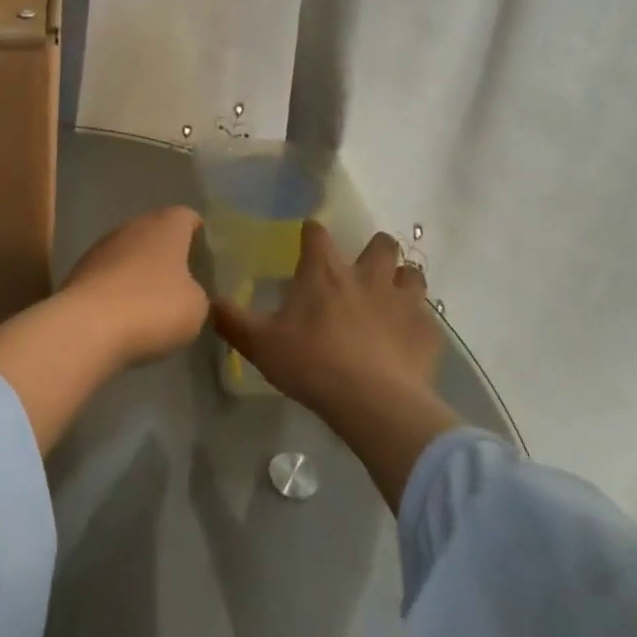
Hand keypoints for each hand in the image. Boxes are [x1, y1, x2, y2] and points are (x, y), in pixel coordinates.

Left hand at [60, 205, 207, 365]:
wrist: (87, 326)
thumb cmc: (153, 307)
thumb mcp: (196, 308)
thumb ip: (198, 294)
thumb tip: (188, 293)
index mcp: (167, 224)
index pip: (188, 217)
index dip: (199, 235)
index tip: (205, 259)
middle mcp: (134, 225)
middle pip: (156, 231)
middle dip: (168, 253)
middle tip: (183, 281)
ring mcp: (103, 245)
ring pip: (130, 251)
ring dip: (140, 270)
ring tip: (153, 301)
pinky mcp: (80, 269)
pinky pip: (109, 273)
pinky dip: (118, 288)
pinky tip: (125, 314)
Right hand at [213, 221, 441, 407]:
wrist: (374, 404)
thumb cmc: (313, 365)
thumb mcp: (261, 345)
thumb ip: (233, 321)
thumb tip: (209, 302)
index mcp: (325, 272)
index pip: (317, 234)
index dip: (312, 233)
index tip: (308, 239)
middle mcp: (367, 275)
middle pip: (381, 243)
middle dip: (374, 250)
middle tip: (363, 270)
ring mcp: (403, 301)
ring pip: (412, 273)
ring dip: (402, 280)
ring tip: (391, 298)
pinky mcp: (427, 331)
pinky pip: (427, 317)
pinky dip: (418, 323)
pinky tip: (408, 339)